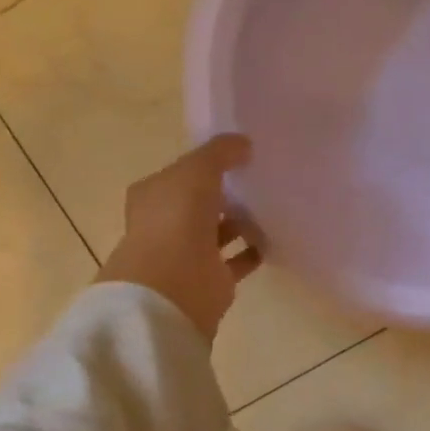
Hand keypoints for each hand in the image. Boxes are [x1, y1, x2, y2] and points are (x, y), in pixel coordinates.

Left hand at [97, 135, 260, 341]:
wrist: (173, 286)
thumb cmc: (176, 220)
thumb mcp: (197, 170)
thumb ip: (220, 152)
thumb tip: (244, 144)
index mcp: (153, 196)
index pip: (180, 174)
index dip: (206, 164)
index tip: (239, 156)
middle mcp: (166, 224)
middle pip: (200, 203)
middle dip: (226, 193)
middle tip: (260, 179)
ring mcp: (187, 254)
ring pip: (219, 231)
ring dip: (242, 221)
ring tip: (273, 206)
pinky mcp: (211, 279)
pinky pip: (237, 259)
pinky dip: (254, 250)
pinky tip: (276, 237)